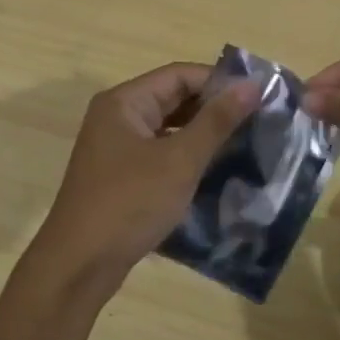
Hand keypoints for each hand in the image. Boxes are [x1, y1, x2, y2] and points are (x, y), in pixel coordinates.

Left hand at [28, 63, 258, 298]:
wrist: (80, 265)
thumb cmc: (130, 203)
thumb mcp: (179, 160)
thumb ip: (216, 121)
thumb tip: (252, 84)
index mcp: (124, 102)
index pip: (180, 75)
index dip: (220, 82)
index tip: (260, 96)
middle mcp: (117, 117)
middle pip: (173, 99)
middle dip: (214, 108)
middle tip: (260, 121)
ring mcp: (117, 148)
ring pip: (168, 128)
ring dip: (203, 134)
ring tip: (246, 143)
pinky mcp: (121, 175)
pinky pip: (160, 153)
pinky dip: (187, 157)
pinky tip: (216, 170)